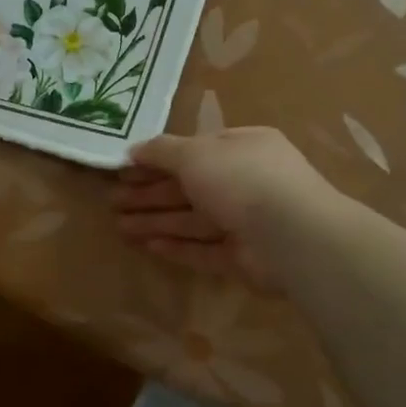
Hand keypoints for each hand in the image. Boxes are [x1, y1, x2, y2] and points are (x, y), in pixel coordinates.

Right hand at [113, 126, 334, 291]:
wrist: (292, 235)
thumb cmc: (241, 179)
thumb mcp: (195, 153)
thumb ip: (162, 151)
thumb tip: (134, 149)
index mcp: (242, 148)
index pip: (194, 151)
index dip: (157, 160)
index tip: (124, 169)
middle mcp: (245, 182)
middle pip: (189, 187)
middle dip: (150, 194)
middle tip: (113, 200)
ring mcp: (247, 222)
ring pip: (193, 220)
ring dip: (156, 221)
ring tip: (119, 226)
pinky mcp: (244, 259)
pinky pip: (205, 250)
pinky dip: (178, 247)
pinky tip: (148, 247)